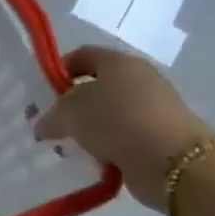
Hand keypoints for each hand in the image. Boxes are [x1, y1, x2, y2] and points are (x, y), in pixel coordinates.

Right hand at [35, 46, 213, 213]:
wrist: (172, 161)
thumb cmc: (115, 122)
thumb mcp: (69, 114)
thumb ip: (51, 115)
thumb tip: (44, 125)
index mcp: (119, 62)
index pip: (83, 55)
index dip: (59, 69)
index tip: (42, 92)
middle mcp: (140, 79)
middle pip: (97, 86)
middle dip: (72, 104)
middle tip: (52, 122)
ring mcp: (154, 107)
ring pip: (110, 113)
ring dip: (90, 128)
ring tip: (71, 145)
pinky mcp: (161, 135)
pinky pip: (124, 136)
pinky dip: (109, 145)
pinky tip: (94, 158)